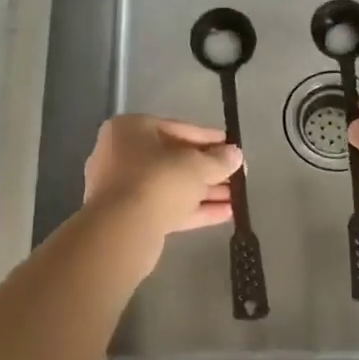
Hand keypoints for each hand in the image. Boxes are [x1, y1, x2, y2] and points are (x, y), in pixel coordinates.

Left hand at [83, 115, 242, 235]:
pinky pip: (166, 207)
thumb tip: (235, 154)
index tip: (232, 146)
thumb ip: (219, 159)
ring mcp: (122, 188)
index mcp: (130, 129)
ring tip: (237, 197)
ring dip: (204, 191)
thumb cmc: (158, 180)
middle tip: (237, 175)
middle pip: (173, 159)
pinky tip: (226, 214)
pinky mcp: (128, 217)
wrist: (122, 230)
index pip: (177, 128)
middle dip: (208, 169)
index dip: (209, 138)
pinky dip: (193, 209)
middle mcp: (121, 154)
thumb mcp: (196, 165)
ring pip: (171, 186)